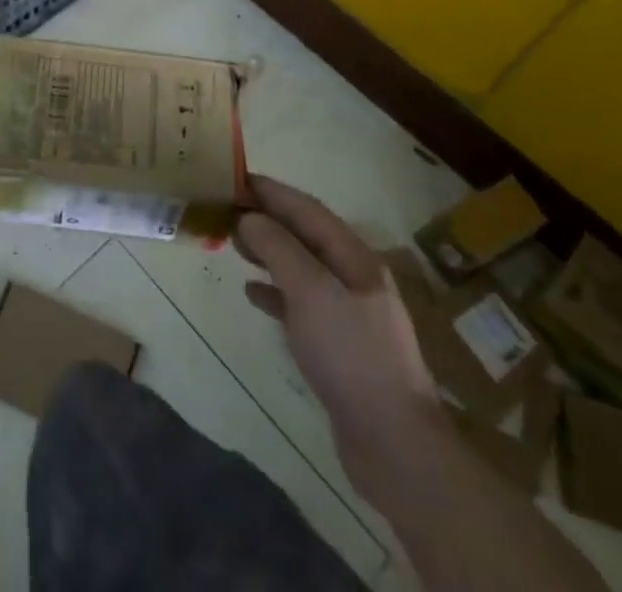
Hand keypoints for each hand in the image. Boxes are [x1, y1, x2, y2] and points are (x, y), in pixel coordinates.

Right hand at [235, 176, 439, 474]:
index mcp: (354, 257)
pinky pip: (301, 305)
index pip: (307, 209)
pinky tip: (253, 294)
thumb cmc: (351, 354)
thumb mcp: (310, 291)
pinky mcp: (339, 346)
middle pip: (305, 236)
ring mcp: (349, 314)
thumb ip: (278, 248)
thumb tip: (249, 218)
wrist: (394, 444)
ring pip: (301, 268)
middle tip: (227, 211)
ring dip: (269, 253)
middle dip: (268, 220)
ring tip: (235, 246)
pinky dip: (276, 293)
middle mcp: (354, 278)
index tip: (236, 178)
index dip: (272, 191)